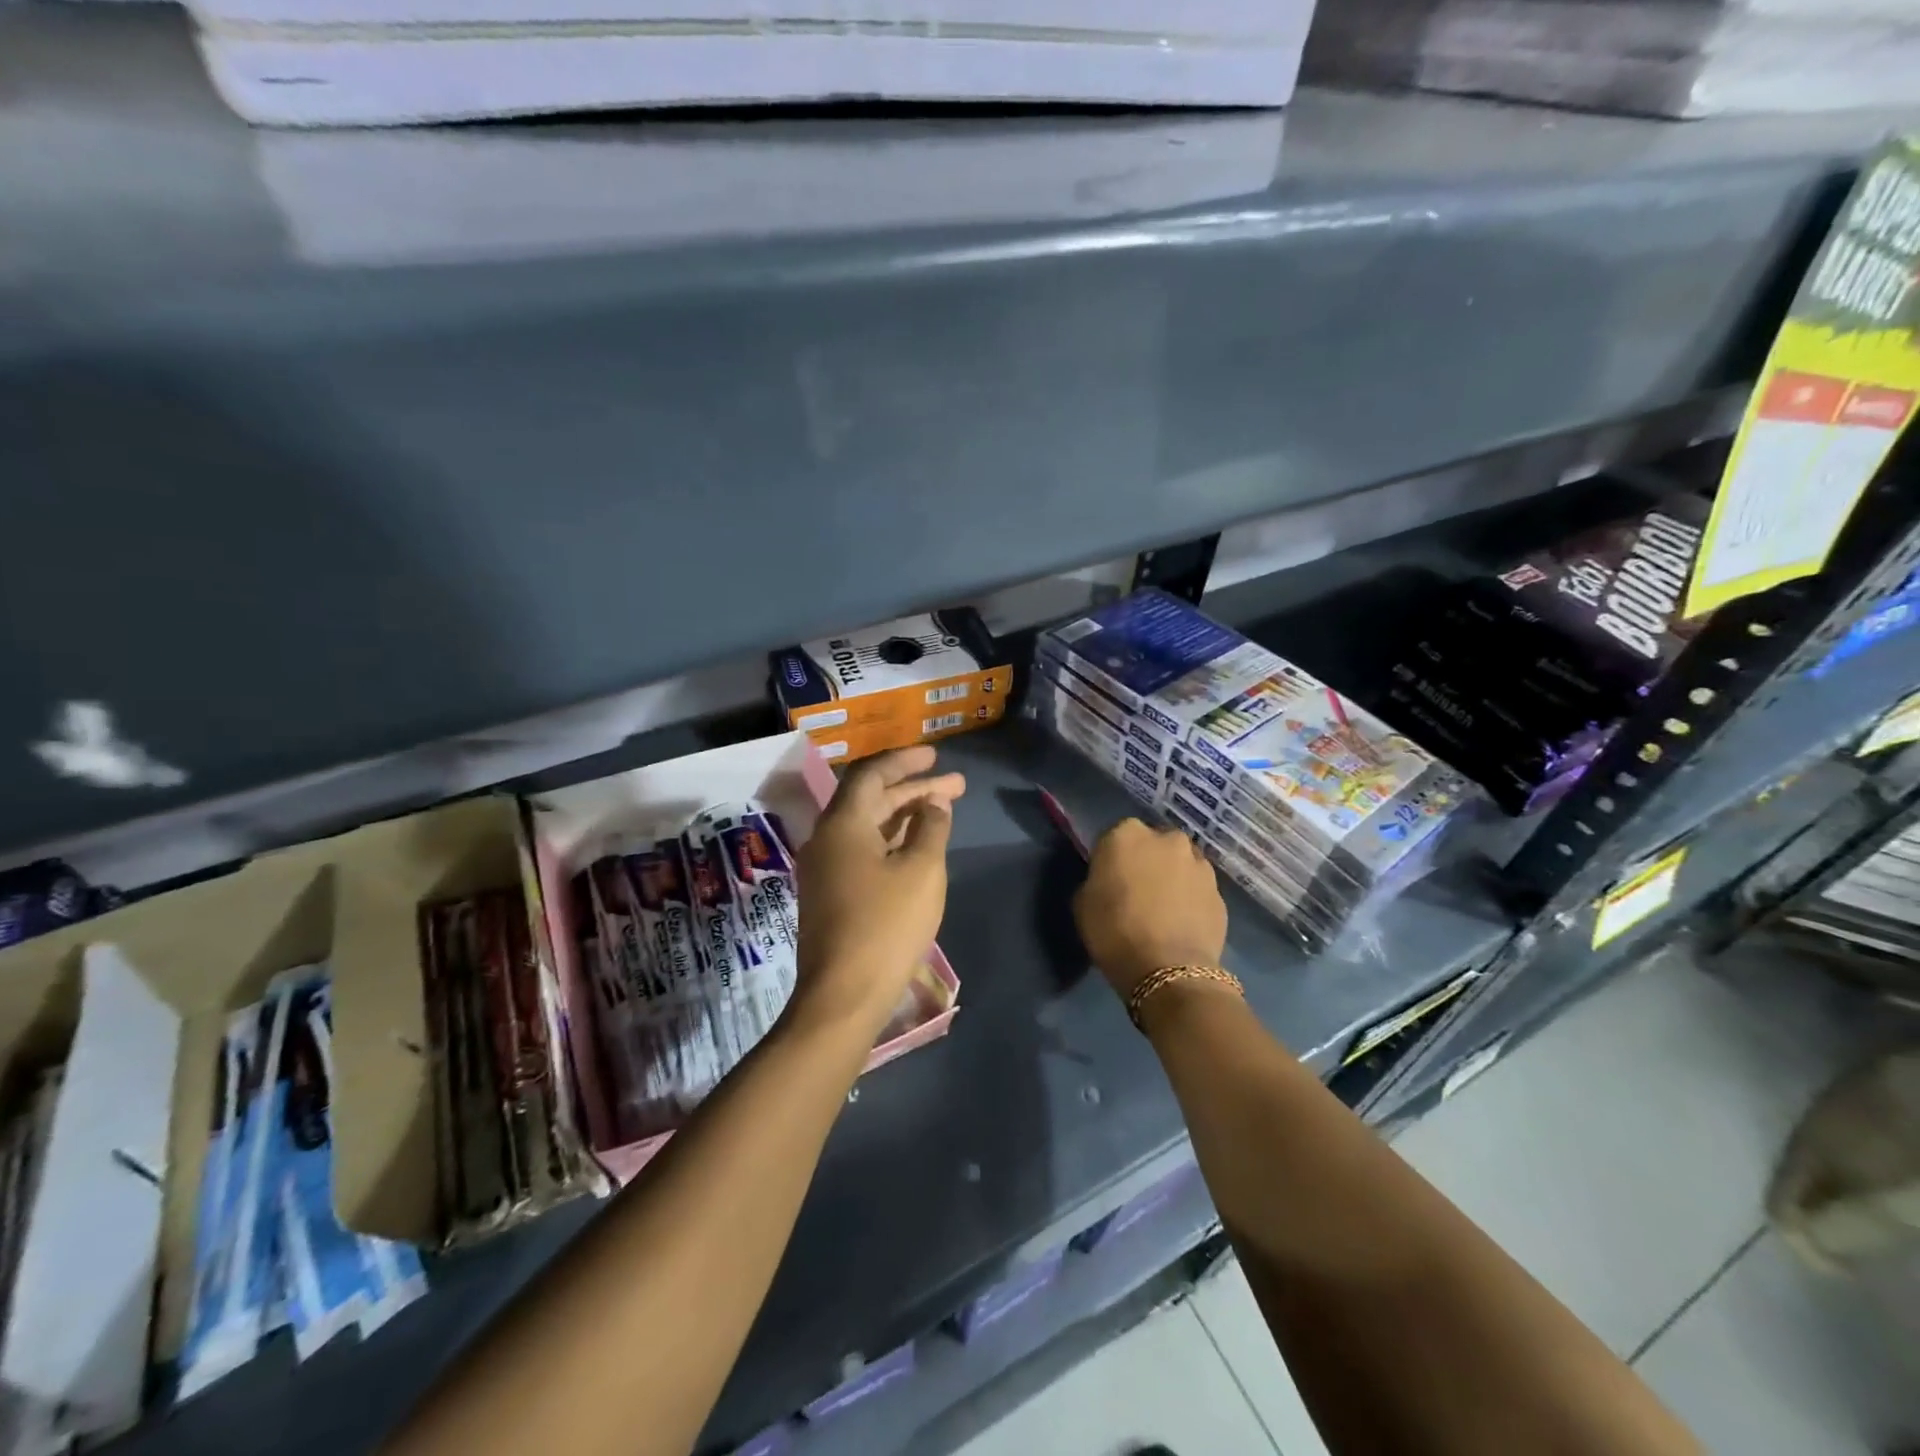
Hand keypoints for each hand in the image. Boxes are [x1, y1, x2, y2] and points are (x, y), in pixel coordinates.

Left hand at [791, 746, 964, 1036]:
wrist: (844, 994)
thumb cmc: (887, 925)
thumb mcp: (922, 871)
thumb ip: (931, 827)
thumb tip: (934, 802)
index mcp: (843, 824)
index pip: (872, 775)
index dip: (906, 761)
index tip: (936, 755)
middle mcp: (827, 838)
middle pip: (871, 799)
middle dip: (914, 789)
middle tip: (955, 784)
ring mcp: (824, 867)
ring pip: (867, 826)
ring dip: (904, 814)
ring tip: (943, 808)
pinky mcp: (829, 892)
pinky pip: (861, 849)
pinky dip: (891, 839)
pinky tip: (916, 843)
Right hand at [1074, 818, 1227, 1001]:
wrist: (1168, 970)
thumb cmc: (1114, 931)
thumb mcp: (1082, 902)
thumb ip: (1096, 879)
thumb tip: (1107, 881)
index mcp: (1127, 834)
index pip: (1114, 837)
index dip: (1111, 860)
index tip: (1108, 881)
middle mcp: (1167, 838)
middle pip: (1153, 844)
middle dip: (1147, 862)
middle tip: (1137, 892)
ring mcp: (1199, 863)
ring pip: (1180, 864)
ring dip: (1172, 878)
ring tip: (1163, 910)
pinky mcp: (1220, 891)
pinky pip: (1198, 889)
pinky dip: (1191, 899)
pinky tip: (1181, 924)